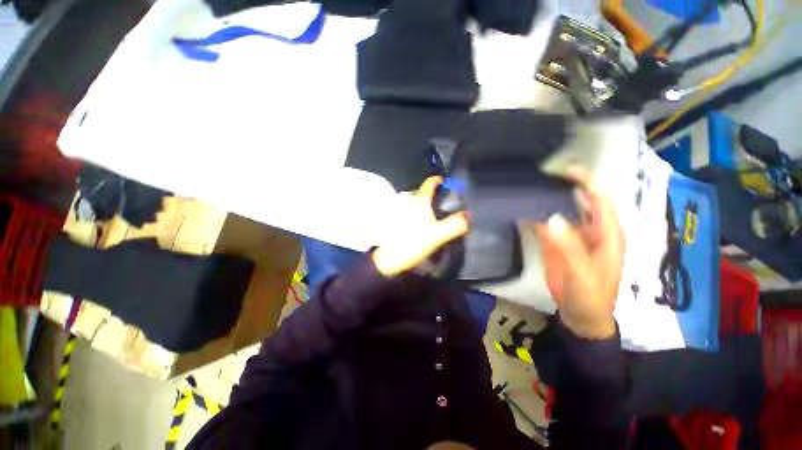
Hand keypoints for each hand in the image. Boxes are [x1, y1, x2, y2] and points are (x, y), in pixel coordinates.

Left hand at [372, 177, 469, 276]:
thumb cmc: (412, 242)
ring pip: (418, 204)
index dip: (437, 180)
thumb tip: (468, 216)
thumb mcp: (437, 235)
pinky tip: (426, 225)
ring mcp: (403, 213)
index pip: (429, 184)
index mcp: (419, 202)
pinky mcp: (399, 223)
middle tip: (447, 201)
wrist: (388, 258)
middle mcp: (410, 204)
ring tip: (439, 213)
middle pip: (423, 194)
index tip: (446, 182)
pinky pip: (413, 214)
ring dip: (427, 206)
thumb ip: (454, 225)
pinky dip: (421, 215)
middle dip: (435, 195)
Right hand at [534, 168, 624, 338]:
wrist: (580, 316)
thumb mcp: (582, 273)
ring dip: (548, 201)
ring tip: (530, 189)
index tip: (566, 170)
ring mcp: (573, 237)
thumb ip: (569, 247)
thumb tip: (552, 218)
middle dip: (565, 187)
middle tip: (542, 176)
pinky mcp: (558, 245)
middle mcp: (591, 230)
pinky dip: (537, 217)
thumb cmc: (590, 296)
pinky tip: (524, 211)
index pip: (600, 200)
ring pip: (562, 212)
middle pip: (581, 202)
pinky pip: (547, 226)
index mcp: (607, 234)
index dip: (587, 182)